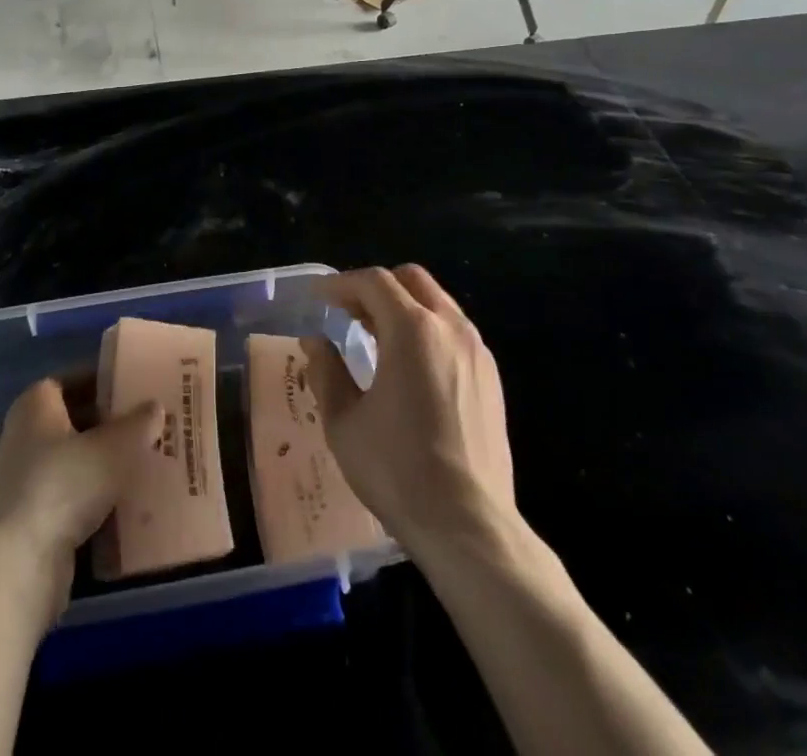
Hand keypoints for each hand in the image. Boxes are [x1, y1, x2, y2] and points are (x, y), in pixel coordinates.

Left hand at [0, 378, 161, 618]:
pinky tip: (127, 506)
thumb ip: (139, 424)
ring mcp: (25, 481)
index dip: (105, 380)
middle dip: (111, 424)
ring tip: (146, 464)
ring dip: (105, 465)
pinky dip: (96, 500)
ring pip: (75, 463)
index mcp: (36, 404)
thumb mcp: (114, 448)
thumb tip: (155, 407)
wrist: (17, 566)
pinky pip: (71, 499)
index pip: (74, 379)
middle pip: (75, 420)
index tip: (138, 386)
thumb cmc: (63, 485)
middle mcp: (25, 435)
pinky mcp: (31, 521)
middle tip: (150, 426)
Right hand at [306, 265, 519, 564]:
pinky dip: (427, 329)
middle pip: (411, 280)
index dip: (342, 284)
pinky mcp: (491, 378)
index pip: (374, 282)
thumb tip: (315, 342)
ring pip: (437, 303)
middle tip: (348, 312)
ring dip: (403, 306)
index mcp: (412, 330)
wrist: (469, 527)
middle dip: (376, 287)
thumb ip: (326, 372)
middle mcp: (450, 328)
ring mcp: (477, 352)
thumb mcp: (344, 422)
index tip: (319, 298)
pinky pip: (455, 331)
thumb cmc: (398, 470)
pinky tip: (410, 366)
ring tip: (375, 336)